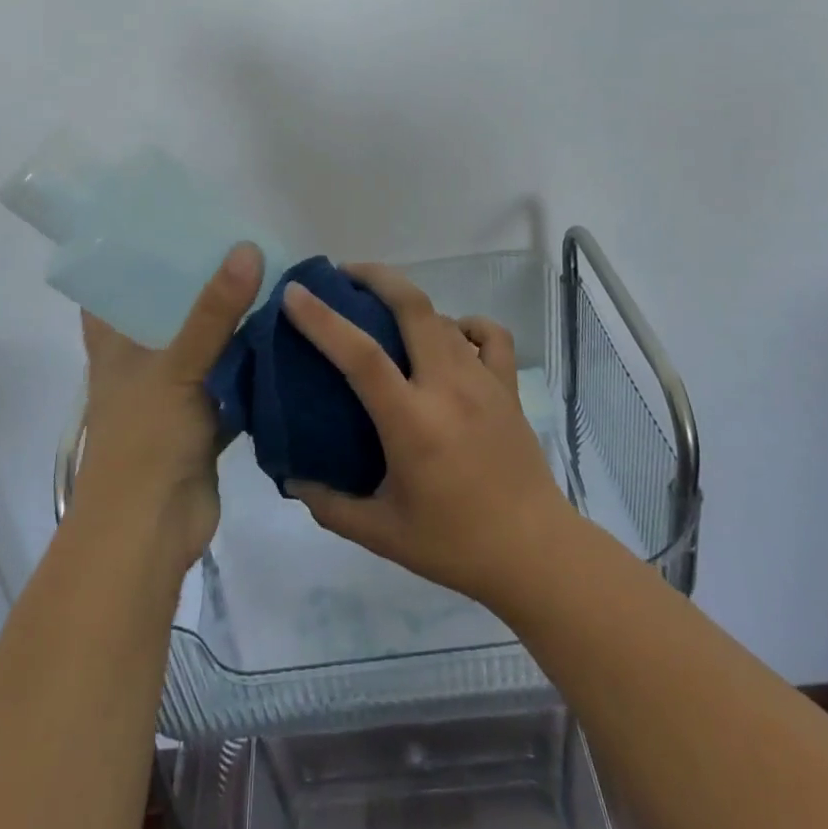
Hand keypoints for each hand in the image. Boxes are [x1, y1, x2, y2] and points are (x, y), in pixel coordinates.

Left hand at [71, 243, 263, 578]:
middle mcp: (140, 359)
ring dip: (230, 320)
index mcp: (114, 341)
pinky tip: (283, 333)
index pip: (113, 283)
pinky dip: (251, 362)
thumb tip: (248, 248)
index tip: (170, 217)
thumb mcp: (176, 366)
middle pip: (168, 308)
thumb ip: (213, 311)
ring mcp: (173, 389)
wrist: (151, 531)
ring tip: (269, 274)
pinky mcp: (203, 417)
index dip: (133, 250)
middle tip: (240, 239)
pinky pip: (230, 378)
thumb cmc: (145, 439)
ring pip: (204, 343)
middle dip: (200, 280)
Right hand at [282, 263, 576, 610]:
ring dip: (408, 301)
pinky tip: (449, 336)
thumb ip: (329, 504)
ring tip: (382, 307)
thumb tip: (291, 475)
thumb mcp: (381, 534)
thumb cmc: (454, 545)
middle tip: (343, 274)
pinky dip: (464, 324)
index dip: (323, 319)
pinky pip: (489, 334)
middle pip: (413, 306)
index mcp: (413, 423)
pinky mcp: (508, 386)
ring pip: (443, 317)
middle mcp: (448, 388)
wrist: (536, 554)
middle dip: (376, 277)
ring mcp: (483, 381)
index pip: (362, 356)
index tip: (294, 293)